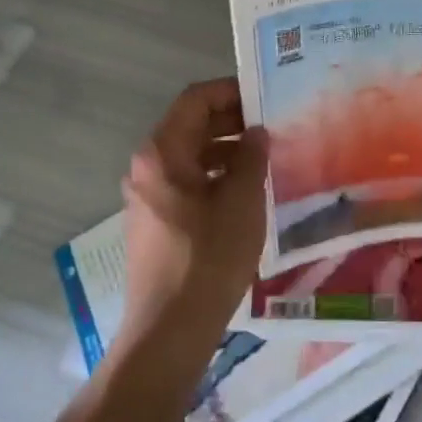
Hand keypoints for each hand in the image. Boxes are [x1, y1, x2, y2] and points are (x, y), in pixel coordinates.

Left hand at [119, 78, 268, 339]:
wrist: (170, 331)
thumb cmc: (208, 258)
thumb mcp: (242, 201)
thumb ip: (251, 157)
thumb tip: (256, 132)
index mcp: (162, 154)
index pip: (195, 100)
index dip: (230, 90)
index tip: (265, 95)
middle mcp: (148, 168)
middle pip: (191, 126)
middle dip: (232, 120)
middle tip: (274, 125)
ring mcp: (149, 197)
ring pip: (192, 156)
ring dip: (227, 149)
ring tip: (267, 157)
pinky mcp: (157, 223)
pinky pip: (188, 182)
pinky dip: (217, 176)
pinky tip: (247, 191)